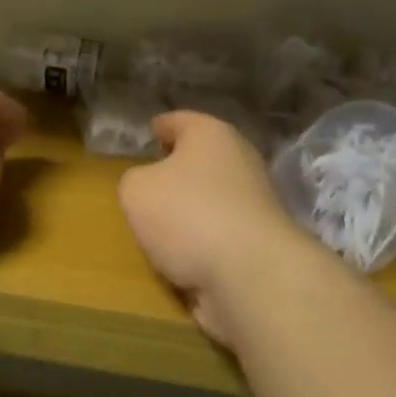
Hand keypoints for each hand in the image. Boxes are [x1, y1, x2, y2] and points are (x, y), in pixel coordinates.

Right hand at [118, 111, 310, 344]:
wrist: (252, 275)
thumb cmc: (187, 214)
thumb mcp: (136, 190)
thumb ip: (135, 181)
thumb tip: (149, 187)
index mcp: (211, 134)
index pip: (180, 121)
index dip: (162, 125)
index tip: (151, 131)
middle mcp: (239, 160)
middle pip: (202, 157)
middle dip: (178, 167)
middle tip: (152, 177)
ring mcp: (255, 202)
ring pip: (213, 196)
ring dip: (192, 207)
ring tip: (162, 223)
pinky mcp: (260, 241)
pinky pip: (221, 232)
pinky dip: (204, 239)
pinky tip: (184, 252)